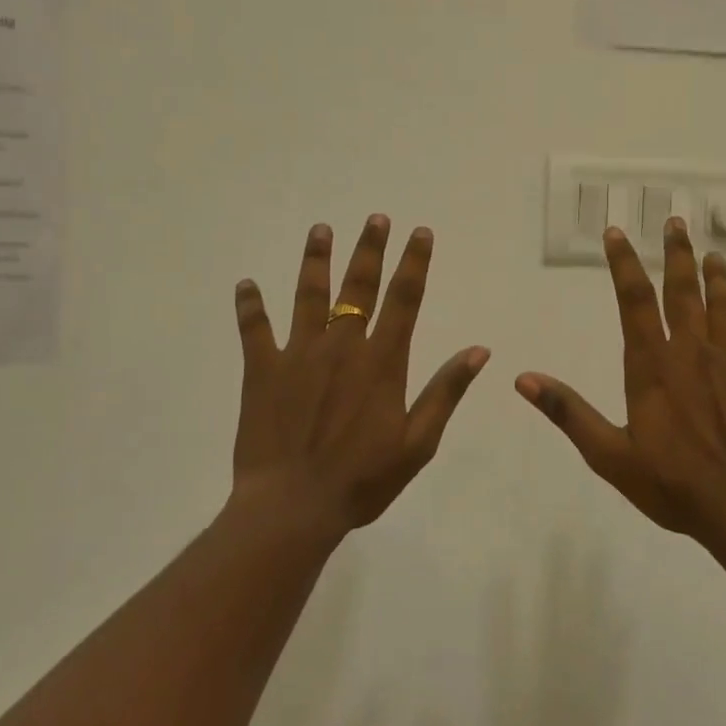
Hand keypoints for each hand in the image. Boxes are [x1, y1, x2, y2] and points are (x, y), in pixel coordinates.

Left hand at [231, 216, 488, 531]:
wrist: (294, 507)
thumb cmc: (363, 480)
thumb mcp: (419, 442)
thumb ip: (445, 391)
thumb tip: (480, 350)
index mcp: (382, 362)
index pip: (404, 299)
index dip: (414, 263)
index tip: (419, 233)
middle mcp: (342, 346)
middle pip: (359, 286)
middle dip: (369, 249)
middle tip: (375, 218)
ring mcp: (298, 354)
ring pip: (309, 295)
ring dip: (315, 261)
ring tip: (320, 230)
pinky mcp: (262, 371)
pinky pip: (254, 330)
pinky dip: (249, 306)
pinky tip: (245, 284)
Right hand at [515, 219, 725, 537]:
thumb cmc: (672, 483)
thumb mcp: (608, 454)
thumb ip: (568, 412)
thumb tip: (523, 379)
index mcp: (652, 365)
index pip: (633, 300)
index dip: (623, 263)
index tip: (617, 232)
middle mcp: (692, 352)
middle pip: (683, 290)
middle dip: (677, 253)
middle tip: (676, 221)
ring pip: (724, 306)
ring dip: (718, 278)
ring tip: (714, 254)